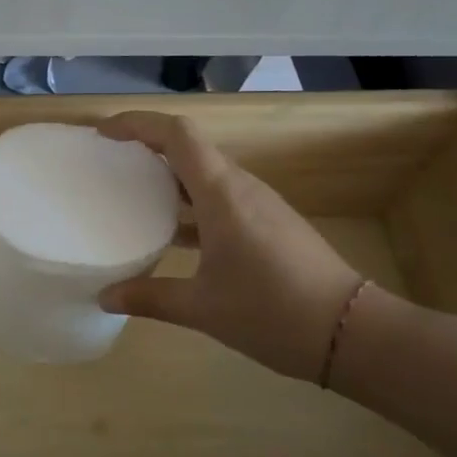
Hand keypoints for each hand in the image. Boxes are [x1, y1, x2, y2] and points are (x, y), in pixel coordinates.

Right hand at [97, 111, 367, 384]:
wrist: (352, 332)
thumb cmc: (272, 312)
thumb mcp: (203, 308)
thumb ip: (149, 298)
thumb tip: (105, 298)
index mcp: (221, 194)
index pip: (177, 135)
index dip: (137, 124)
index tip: (103, 134)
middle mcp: (241, 187)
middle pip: (190, 148)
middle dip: (148, 147)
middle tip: (110, 164)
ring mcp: (260, 204)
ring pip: (206, 174)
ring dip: (170, 177)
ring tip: (134, 196)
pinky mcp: (270, 223)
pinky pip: (221, 197)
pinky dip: (191, 203)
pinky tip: (175, 235)